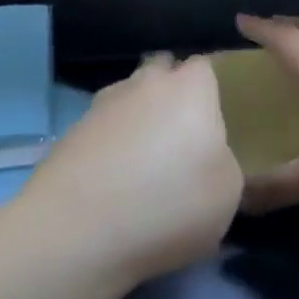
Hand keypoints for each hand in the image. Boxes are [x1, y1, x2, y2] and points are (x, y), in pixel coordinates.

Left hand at [22, 54, 241, 286]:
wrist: (76, 232)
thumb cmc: (169, 204)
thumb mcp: (228, 194)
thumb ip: (226, 163)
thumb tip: (212, 159)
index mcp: (190, 88)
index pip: (205, 66)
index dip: (211, 89)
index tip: (217, 120)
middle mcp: (145, 84)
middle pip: (162, 73)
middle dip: (171, 94)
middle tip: (182, 137)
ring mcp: (102, 105)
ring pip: (128, 99)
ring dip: (137, 119)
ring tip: (144, 163)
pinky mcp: (70, 134)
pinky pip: (101, 130)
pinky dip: (109, 147)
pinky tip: (112, 182)